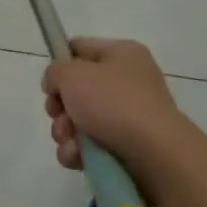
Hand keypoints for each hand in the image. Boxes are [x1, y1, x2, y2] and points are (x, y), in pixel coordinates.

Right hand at [43, 38, 197, 174]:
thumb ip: (55, 71)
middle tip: (58, 115)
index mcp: (122, 54)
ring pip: (80, 121)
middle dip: (60, 107)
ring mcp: (129, 116)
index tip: (50, 84)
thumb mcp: (72, 74)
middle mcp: (128, 81)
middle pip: (77, 89)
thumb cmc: (113, 103)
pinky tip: (79, 158)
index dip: (60, 63)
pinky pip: (91, 146)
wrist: (156, 155)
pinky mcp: (128, 147)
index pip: (79, 48)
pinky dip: (79, 152)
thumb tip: (57, 85)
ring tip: (70, 142)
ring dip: (65, 133)